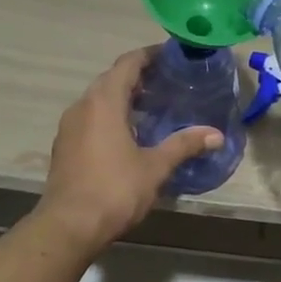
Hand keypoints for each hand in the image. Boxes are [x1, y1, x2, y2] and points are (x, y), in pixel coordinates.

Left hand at [34, 48, 222, 253]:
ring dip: (123, 97)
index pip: (127, 64)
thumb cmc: (115, 189)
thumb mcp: (155, 166)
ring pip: (98, 100)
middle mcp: (82, 106)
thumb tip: (216, 134)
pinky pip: (90, 118)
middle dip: (138, 76)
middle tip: (167, 82)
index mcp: (104, 102)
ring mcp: (69, 127)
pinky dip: (110, 116)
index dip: (149, 55)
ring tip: (152, 107)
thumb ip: (184, 145)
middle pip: (111, 79)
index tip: (171, 55)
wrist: (69, 226)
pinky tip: (129, 134)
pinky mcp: (64, 146)